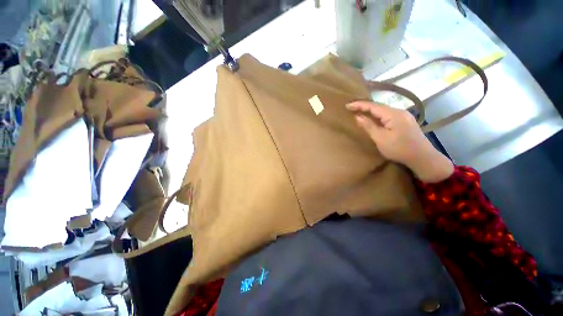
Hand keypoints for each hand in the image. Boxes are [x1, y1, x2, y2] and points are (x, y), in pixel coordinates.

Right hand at [346, 101, 453, 182]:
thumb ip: (369, 126)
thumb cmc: (399, 149)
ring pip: (384, 111)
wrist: (422, 158)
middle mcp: (399, 112)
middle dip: (364, 106)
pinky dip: (378, 116)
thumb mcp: (380, 138)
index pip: (373, 106)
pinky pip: (388, 115)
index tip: (347, 105)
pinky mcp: (405, 122)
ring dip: (371, 111)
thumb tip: (358, 117)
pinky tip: (373, 119)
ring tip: (359, 112)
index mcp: (393, 114)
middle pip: (379, 106)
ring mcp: (404, 116)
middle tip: (351, 108)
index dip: (359, 105)